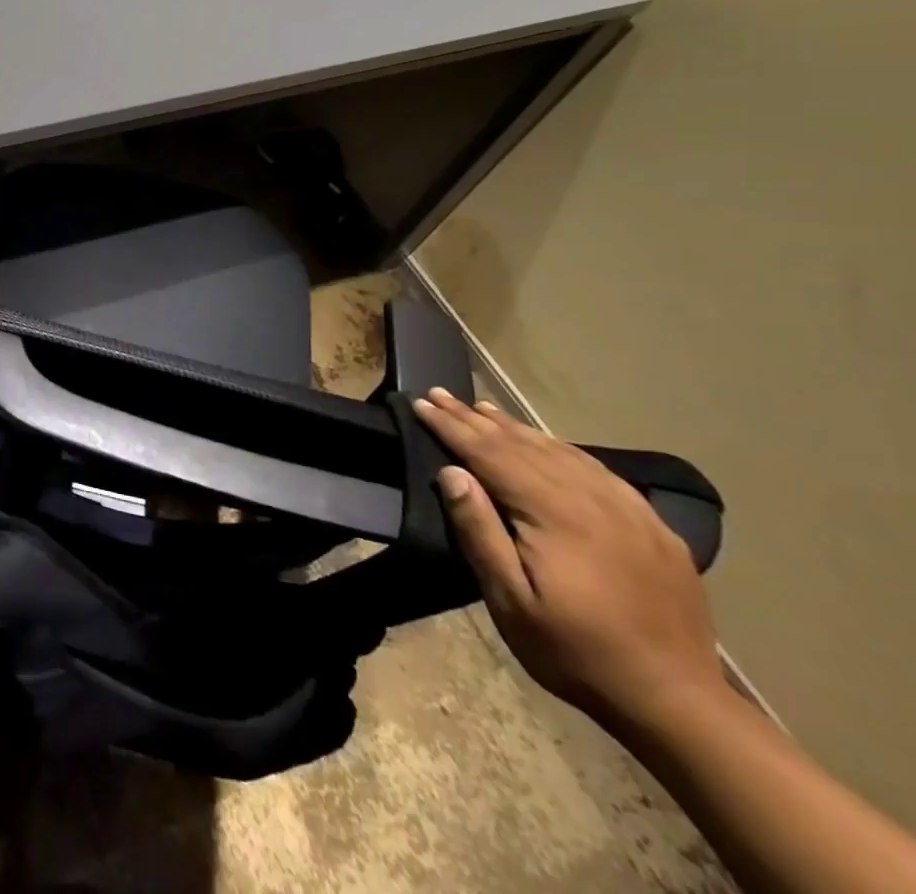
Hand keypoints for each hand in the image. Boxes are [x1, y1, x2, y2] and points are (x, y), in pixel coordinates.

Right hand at [413, 388, 723, 729]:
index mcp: (555, 512)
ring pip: (560, 451)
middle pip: (523, 445)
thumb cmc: (575, 650)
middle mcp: (593, 498)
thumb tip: (451, 472)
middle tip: (441, 393)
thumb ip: (479, 530)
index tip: (420, 403)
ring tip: (483, 409)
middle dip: (475, 418)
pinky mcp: (653, 526)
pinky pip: (597, 470)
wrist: (676, 702)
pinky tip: (548, 445)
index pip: (491, 453)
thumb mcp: (510, 598)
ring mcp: (629, 510)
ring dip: (515, 428)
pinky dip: (561, 448)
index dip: (451, 427)